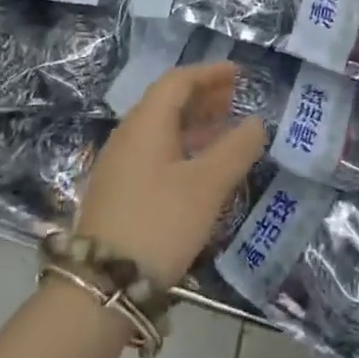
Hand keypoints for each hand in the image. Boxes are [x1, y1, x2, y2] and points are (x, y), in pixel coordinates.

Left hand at [73, 63, 267, 284]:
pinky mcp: (119, 192)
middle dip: (203, 96)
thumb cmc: (160, 223)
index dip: (209, 73)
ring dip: (193, 123)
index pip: (177, 81)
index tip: (239, 74)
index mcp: (145, 124)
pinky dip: (182, 147)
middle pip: (166, 102)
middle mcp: (127, 136)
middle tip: (235, 99)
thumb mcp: (207, 185)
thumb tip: (256, 122)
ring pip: (160, 130)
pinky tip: (200, 167)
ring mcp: (119, 165)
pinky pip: (154, 152)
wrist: (102, 284)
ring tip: (225, 129)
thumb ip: (236, 149)